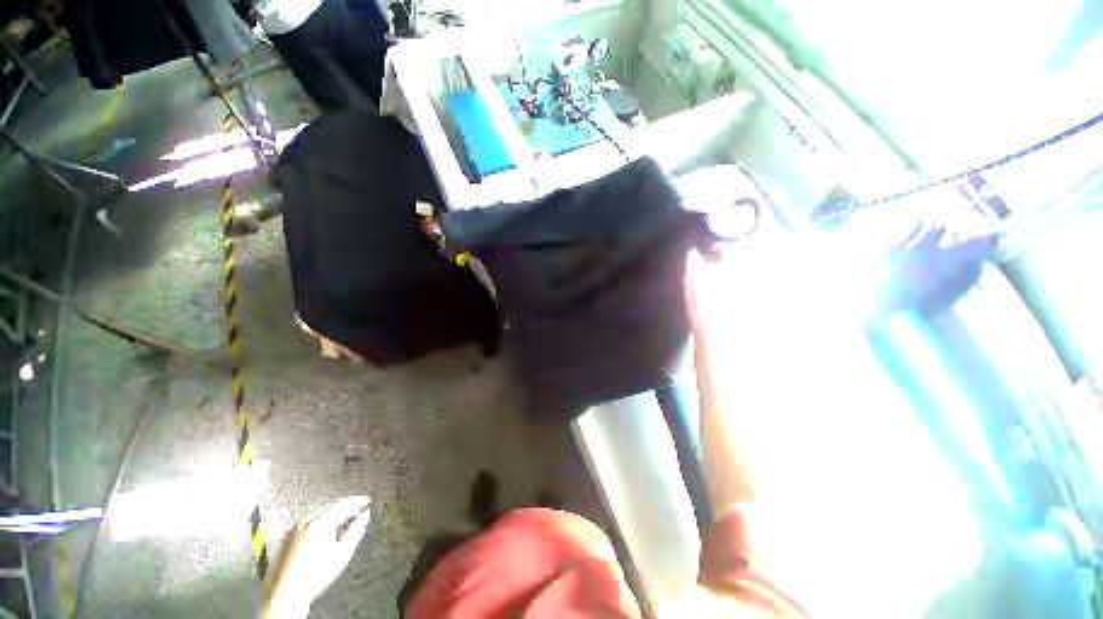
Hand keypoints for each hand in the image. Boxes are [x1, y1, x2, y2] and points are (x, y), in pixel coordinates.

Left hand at [262, 496, 370, 618]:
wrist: (286, 593)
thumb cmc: (313, 577)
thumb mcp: (343, 553)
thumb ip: (356, 531)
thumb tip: (364, 517)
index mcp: (321, 522)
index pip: (344, 503)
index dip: (358, 501)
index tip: (365, 501)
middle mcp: (307, 521)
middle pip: (331, 506)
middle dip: (346, 508)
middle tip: (357, 513)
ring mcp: (296, 528)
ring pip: (320, 513)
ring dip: (334, 515)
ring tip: (343, 525)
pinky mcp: (289, 536)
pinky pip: (310, 521)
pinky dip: (322, 521)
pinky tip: (327, 533)